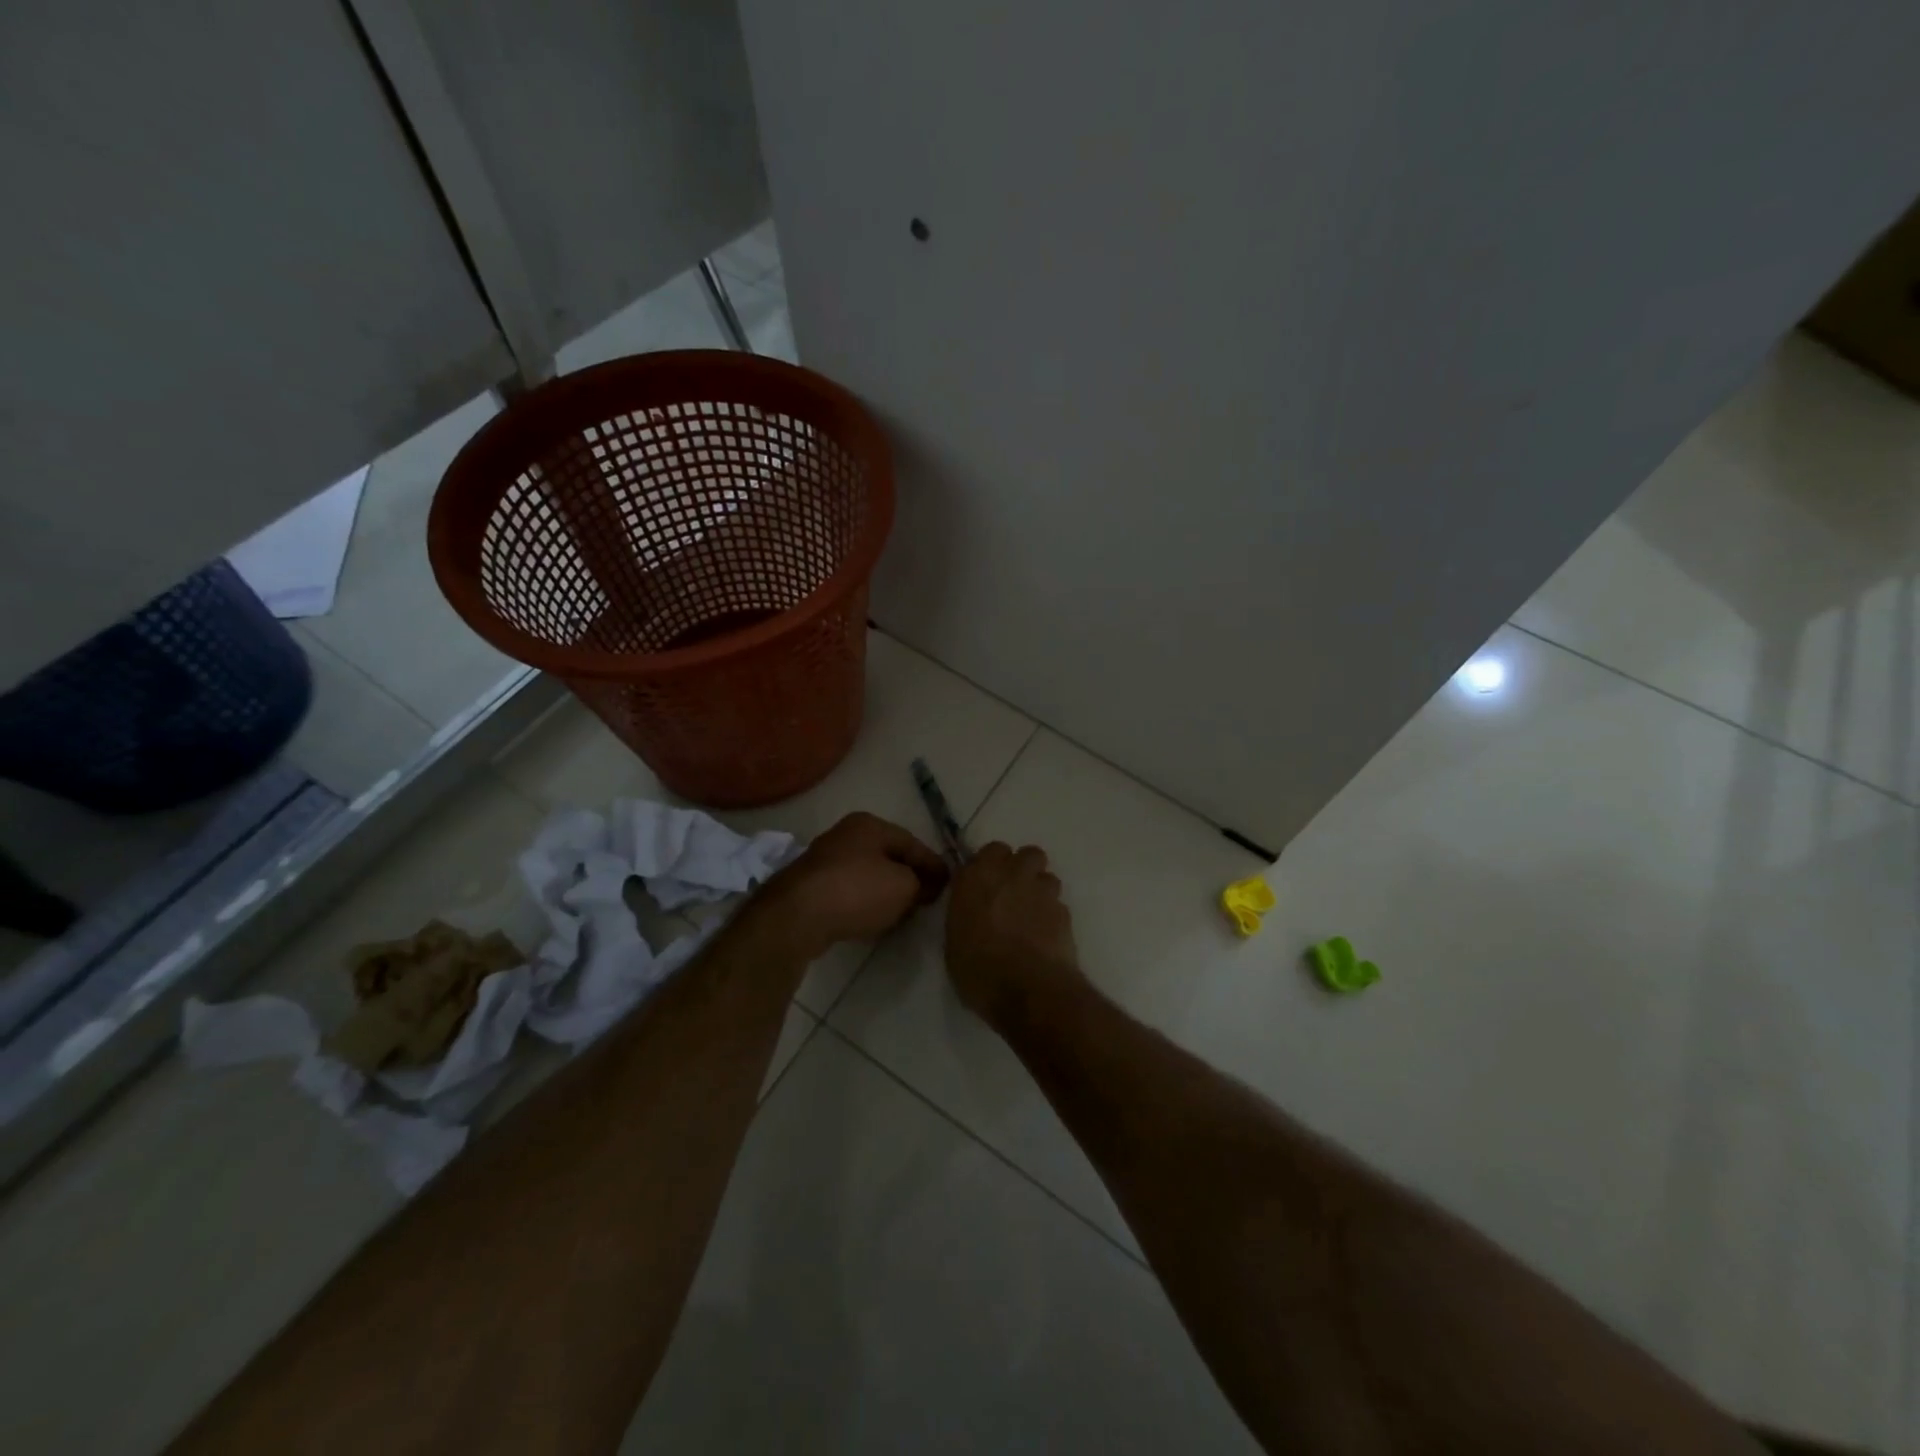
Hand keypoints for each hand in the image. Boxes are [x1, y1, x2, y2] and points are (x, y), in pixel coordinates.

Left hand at [757, 812, 949, 958]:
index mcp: (869, 824)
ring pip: (867, 874)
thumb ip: (922, 882)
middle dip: (909, 876)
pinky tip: (872, 918)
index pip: (912, 843)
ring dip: (886, 891)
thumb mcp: (904, 886)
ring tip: (903, 911)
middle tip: (928, 898)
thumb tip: (926, 885)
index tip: (950, 884)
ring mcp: (824, 860)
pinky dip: (864, 902)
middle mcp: (845, 835)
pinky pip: (848, 891)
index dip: (933, 865)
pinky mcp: (810, 887)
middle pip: (888, 856)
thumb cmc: (857, 891)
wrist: (797, 916)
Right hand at [945, 842, 1081, 1025]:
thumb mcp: (955, 942)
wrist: (1029, 990)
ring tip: (1032, 915)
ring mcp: (1042, 891)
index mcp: (977, 878)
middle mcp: (1011, 875)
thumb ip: (966, 914)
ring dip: (1040, 889)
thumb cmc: (979, 970)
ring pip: (1046, 875)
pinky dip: (1052, 914)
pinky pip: (1058, 903)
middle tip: (1013, 893)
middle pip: (1027, 853)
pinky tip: (1045, 936)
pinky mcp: (1064, 911)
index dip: (991, 866)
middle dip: (1022, 868)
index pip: (990, 851)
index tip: (987, 885)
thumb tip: (974, 912)